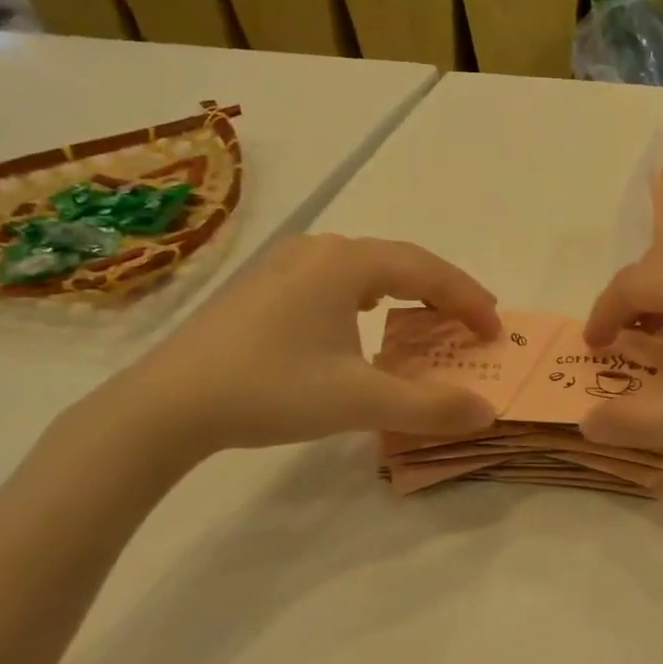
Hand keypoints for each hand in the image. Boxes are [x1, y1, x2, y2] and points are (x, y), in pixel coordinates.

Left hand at [92, 235, 502, 460]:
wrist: (166, 404)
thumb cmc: (270, 390)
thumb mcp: (359, 401)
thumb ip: (429, 407)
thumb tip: (487, 413)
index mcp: (346, 263)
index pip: (427, 270)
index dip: (468, 299)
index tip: (495, 332)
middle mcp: (318, 251)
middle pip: (399, 261)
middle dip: (443, 290)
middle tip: (473, 320)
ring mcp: (285, 265)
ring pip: (365, 267)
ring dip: (406, 290)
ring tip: (428, 316)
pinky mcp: (263, 288)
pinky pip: (336, 280)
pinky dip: (369, 296)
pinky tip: (362, 318)